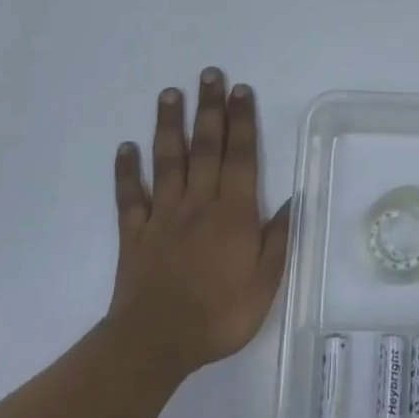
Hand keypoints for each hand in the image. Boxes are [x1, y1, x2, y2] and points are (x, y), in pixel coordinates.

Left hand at [109, 68, 290, 375]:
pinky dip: (126, 172)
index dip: (242, 121)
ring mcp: (163, 215)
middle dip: (209, 108)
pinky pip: (130, 197)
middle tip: (209, 74)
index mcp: (233, 213)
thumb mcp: (265, 284)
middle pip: (205, 147)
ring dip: (169, 125)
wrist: (156, 342)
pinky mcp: (135, 233)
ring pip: (167, 161)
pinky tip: (125, 148)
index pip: (241, 157)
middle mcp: (198, 203)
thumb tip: (294, 200)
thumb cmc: (219, 315)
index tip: (240, 90)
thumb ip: (278, 239)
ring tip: (169, 93)